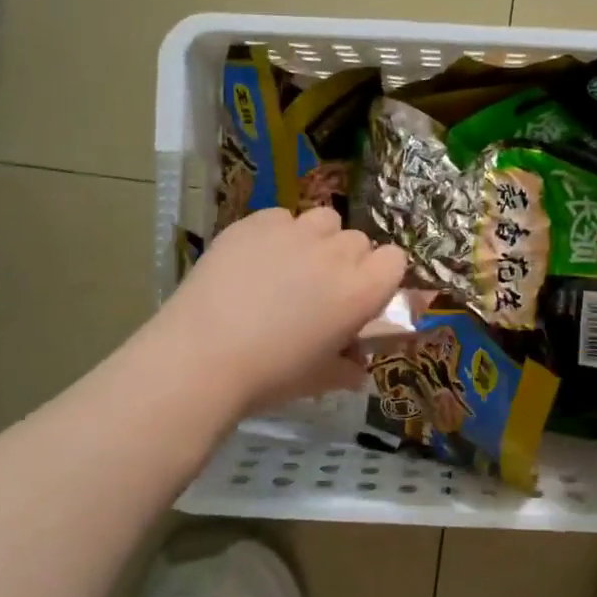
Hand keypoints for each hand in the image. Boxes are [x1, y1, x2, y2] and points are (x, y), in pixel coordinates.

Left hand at [152, 206, 407, 416]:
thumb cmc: (270, 376)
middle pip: (358, 240)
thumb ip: (347, 369)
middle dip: (347, 260)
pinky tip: (254, 261)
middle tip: (320, 288)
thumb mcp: (319, 379)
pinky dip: (276, 234)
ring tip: (290, 265)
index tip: (362, 295)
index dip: (381, 276)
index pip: (395, 259)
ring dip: (317, 239)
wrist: (201, 357)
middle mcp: (335, 253)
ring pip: (323, 220)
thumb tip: (356, 369)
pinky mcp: (256, 223)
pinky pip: (281, 217)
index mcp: (361, 290)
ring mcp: (295, 232)